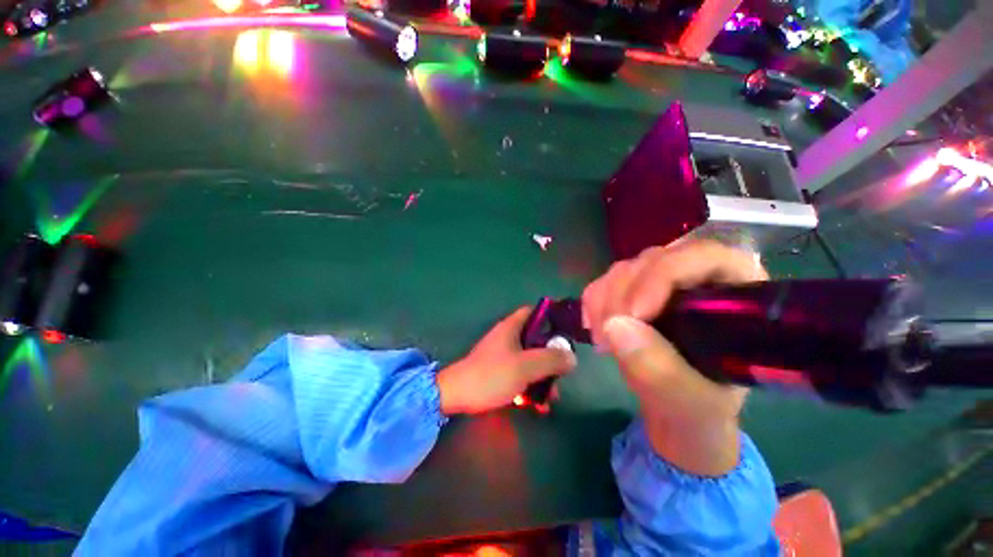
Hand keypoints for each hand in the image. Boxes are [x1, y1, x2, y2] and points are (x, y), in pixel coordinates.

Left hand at [437, 307, 576, 414]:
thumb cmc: (492, 375)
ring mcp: (503, 355)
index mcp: (511, 327)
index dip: (550, 316)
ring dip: (542, 376)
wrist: (457, 396)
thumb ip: (550, 360)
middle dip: (551, 356)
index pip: (533, 311)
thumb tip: (572, 357)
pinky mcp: (499, 371)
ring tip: (550, 398)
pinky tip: (537, 405)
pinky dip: (530, 385)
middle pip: (536, 339)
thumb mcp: (525, 366)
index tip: (566, 330)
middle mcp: (508, 338)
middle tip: (562, 372)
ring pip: (530, 360)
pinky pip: (520, 374)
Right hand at [582, 239, 767, 475]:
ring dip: (604, 301)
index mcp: (736, 295)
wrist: (674, 411)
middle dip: (623, 295)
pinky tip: (593, 327)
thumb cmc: (699, 409)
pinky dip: (593, 301)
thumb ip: (659, 370)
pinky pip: (605, 282)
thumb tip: (615, 325)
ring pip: (625, 270)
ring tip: (601, 341)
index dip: (664, 275)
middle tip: (607, 335)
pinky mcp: (634, 292)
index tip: (634, 314)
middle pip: (654, 261)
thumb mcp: (690, 402)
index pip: (704, 257)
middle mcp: (698, 279)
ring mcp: (661, 283)